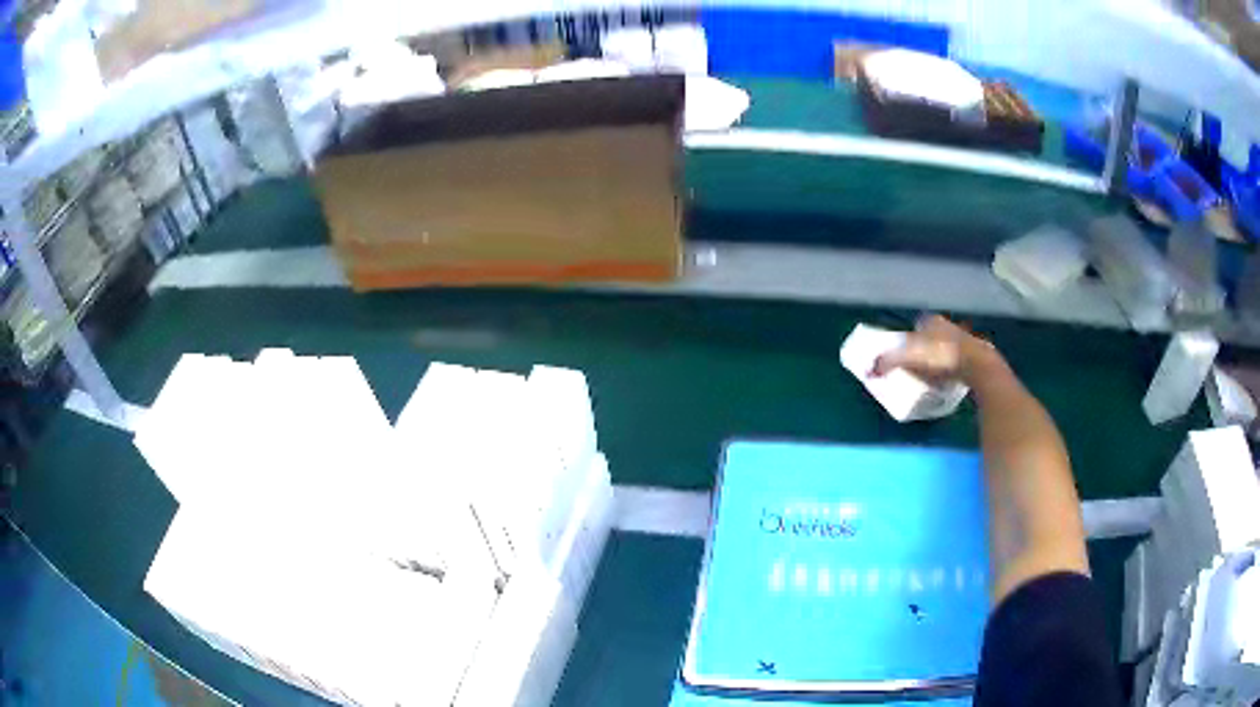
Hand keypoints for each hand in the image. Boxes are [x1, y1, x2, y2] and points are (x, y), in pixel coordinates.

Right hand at [871, 315, 1000, 386]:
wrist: (978, 367)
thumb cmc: (942, 358)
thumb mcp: (909, 360)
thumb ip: (888, 363)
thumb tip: (869, 370)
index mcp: (932, 322)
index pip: (917, 326)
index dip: (910, 340)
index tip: (906, 355)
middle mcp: (949, 325)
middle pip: (933, 337)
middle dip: (927, 348)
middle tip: (918, 367)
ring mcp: (966, 339)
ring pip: (948, 347)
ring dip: (942, 358)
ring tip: (934, 377)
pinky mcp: (978, 355)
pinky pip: (961, 360)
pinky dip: (955, 368)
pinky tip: (951, 381)